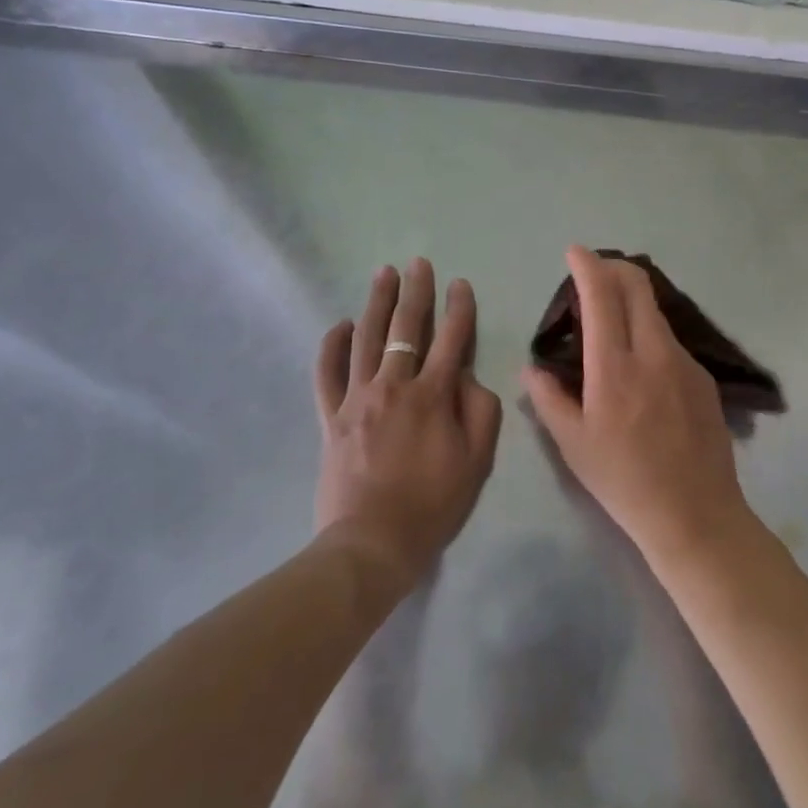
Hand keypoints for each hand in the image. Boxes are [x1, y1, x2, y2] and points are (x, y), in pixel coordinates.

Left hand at [314, 259, 501, 587]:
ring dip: (376, 303)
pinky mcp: (331, 417)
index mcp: (434, 396)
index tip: (460, 284)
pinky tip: (338, 325)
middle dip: (415, 292)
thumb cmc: (433, 504)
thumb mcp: (477, 461)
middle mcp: (394, 386)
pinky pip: (327, 374)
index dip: (459, 308)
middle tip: (417, 264)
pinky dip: (331, 347)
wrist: (372, 543)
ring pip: (366, 339)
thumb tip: (466, 377)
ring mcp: (357, 399)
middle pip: (406, 328)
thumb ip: (480, 411)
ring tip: (383, 275)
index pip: (451, 339)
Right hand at [523, 247, 753, 569]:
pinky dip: (649, 332)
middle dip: (613, 268)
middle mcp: (654, 352)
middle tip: (593, 274)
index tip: (574, 252)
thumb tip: (532, 369)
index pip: (602, 295)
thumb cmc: (624, 482)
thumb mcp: (574, 446)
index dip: (587, 265)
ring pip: (655, 311)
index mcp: (615, 367)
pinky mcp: (703, 377)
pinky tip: (640, 363)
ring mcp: (684, 362)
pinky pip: (670, 340)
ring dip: (632, 301)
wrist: (696, 513)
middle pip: (637, 286)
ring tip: (611, 321)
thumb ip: (549, 400)